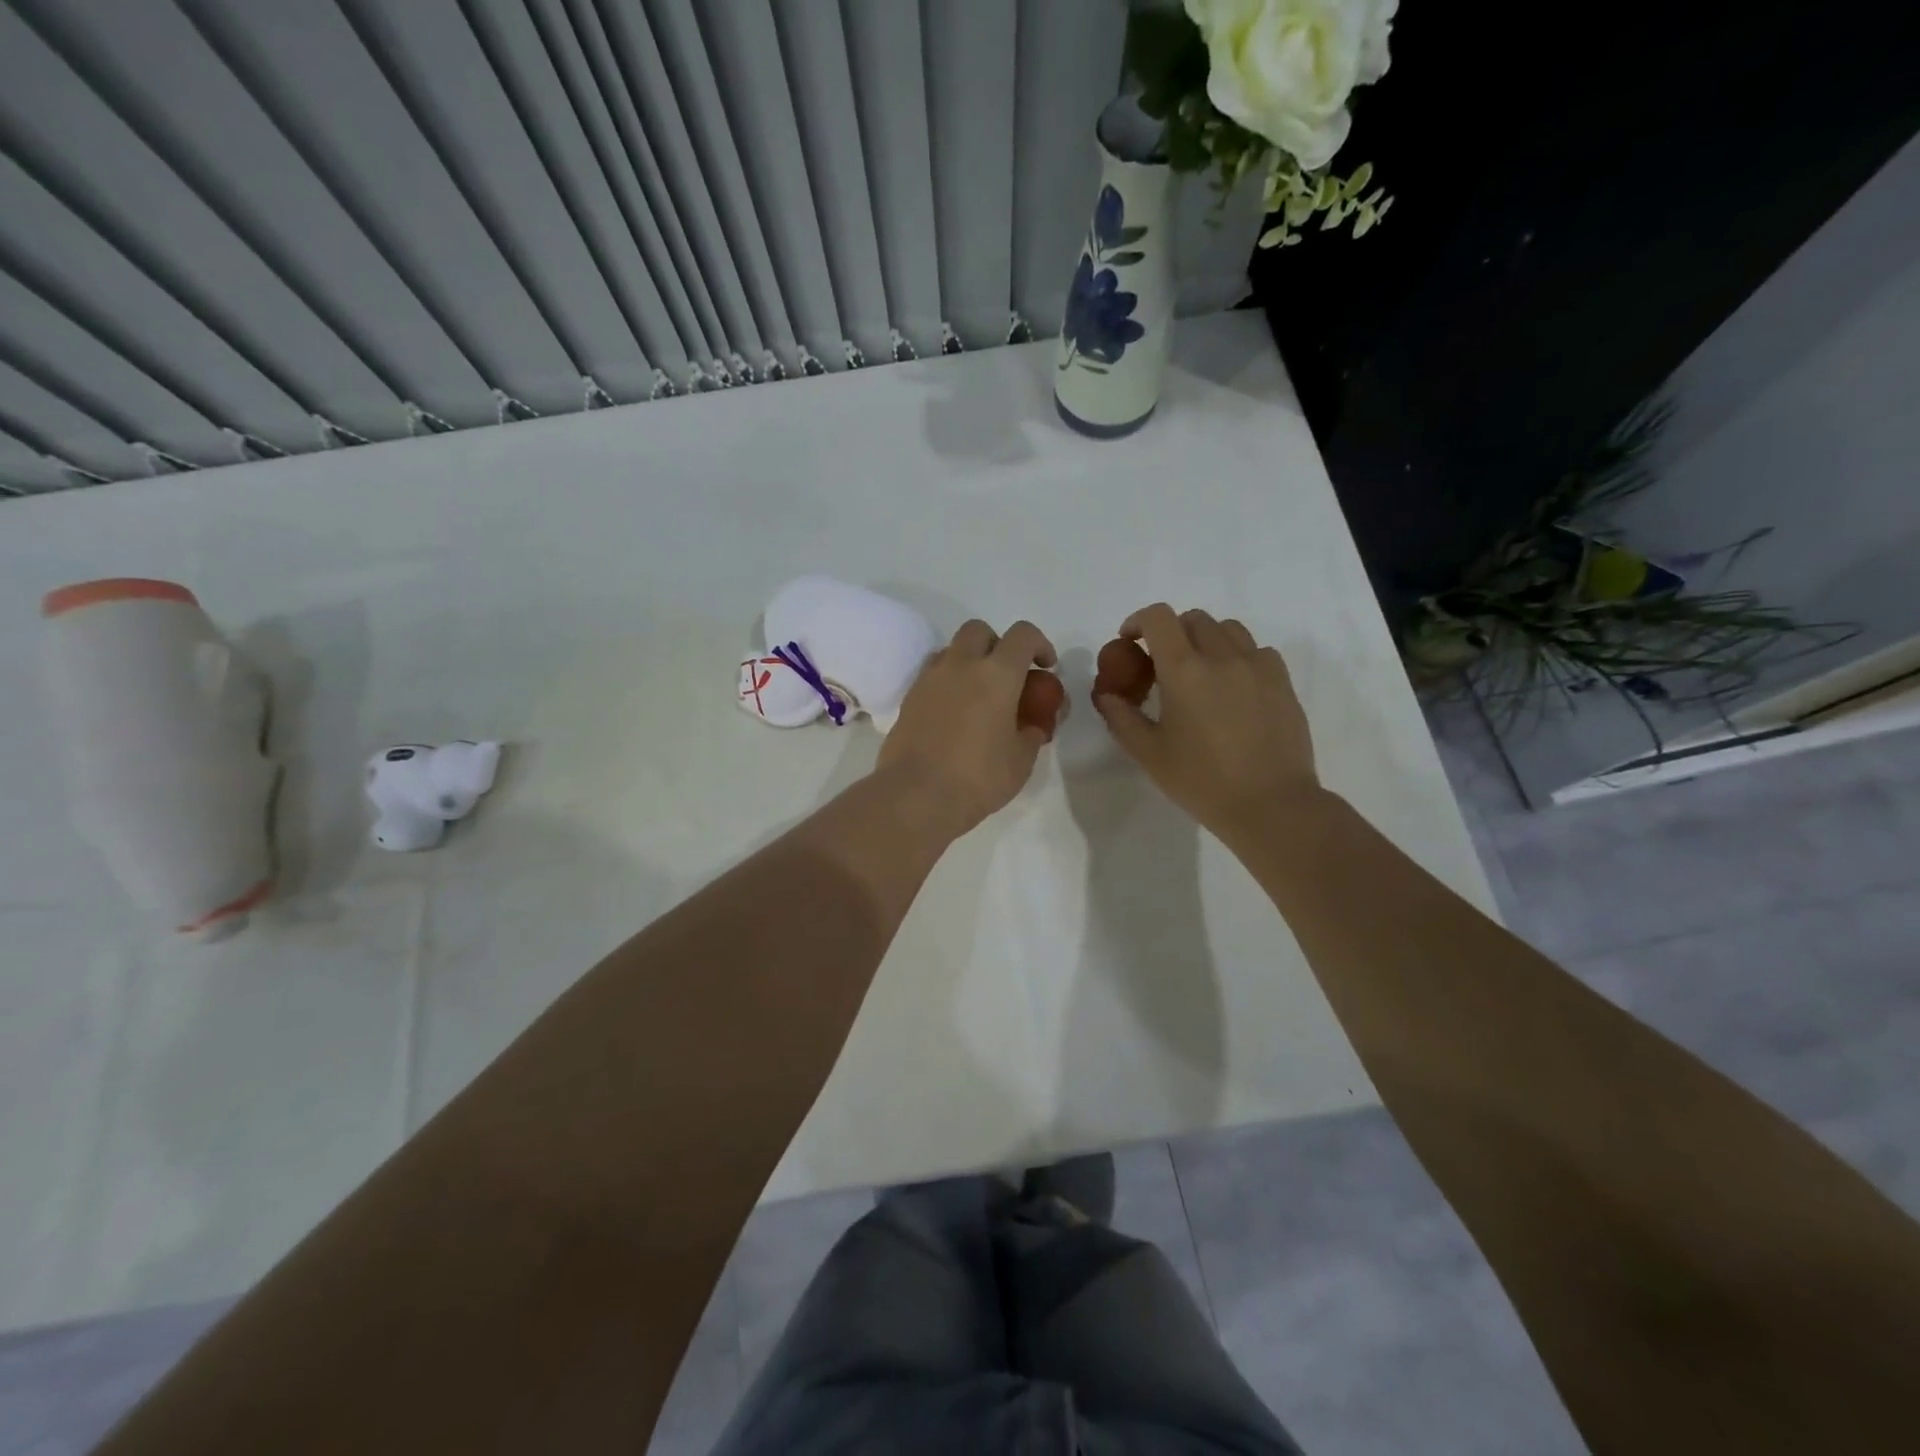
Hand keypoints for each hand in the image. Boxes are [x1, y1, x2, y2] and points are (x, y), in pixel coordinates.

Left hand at [877, 619, 1057, 837]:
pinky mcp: (909, 699)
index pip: (1023, 635)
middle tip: (1008, 677)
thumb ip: (1032, 732)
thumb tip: (1032, 724)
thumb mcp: (1021, 760)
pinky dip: (948, 684)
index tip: (1046, 668)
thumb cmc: (978, 777)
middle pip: (980, 631)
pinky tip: (955, 715)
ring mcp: (929, 679)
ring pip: (952, 650)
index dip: (1040, 645)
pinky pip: (932, 676)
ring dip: (969, 662)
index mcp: (996, 674)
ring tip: (979, 696)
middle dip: (998, 645)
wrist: (916, 796)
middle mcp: (960, 665)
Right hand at [1093, 604, 1321, 843]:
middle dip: (1171, 632)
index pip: (1158, 618)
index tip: (1130, 641)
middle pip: (1193, 619)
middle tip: (1163, 665)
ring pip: (1228, 629)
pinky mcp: (1282, 681)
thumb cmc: (1202, 781)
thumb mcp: (1149, 753)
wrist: (1270, 805)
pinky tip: (1233, 687)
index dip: (1138, 621)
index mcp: (1184, 670)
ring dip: (1206, 639)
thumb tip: (1106, 694)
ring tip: (1200, 672)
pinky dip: (1238, 656)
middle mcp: (1222, 656)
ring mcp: (1257, 666)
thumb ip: (1121, 717)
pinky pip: (1257, 650)